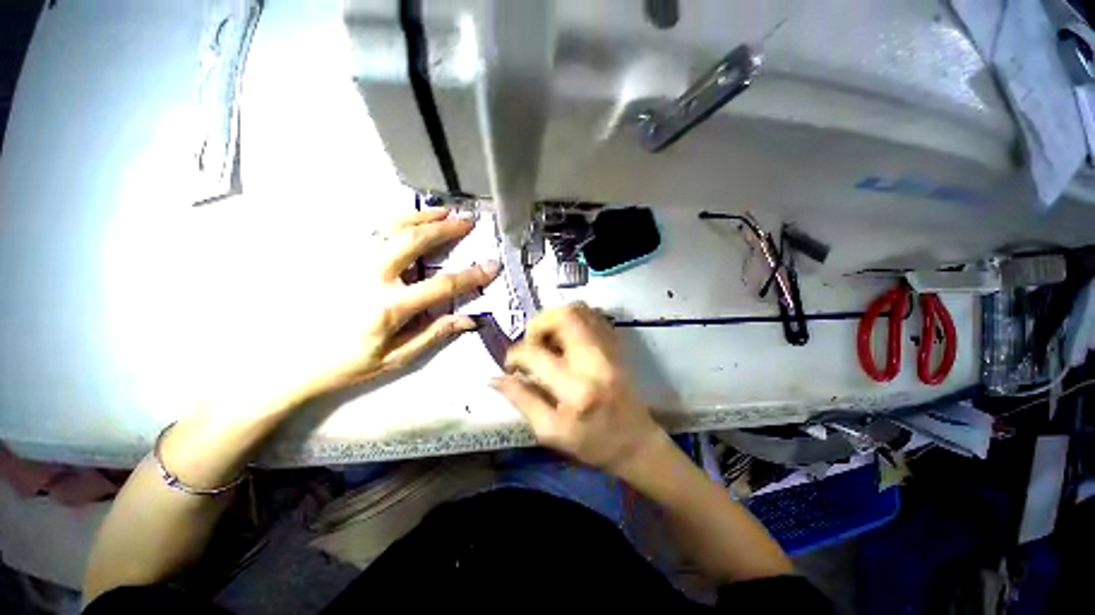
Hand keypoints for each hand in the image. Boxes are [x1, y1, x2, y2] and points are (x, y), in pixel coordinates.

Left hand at [298, 207, 500, 396]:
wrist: (288, 359)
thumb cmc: (346, 363)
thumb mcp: (396, 357)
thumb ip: (433, 334)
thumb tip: (469, 319)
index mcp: (389, 306)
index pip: (441, 285)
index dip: (471, 275)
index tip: (492, 266)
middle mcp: (370, 276)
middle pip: (414, 242)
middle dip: (445, 229)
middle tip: (467, 221)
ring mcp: (349, 261)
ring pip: (389, 227)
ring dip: (421, 216)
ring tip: (443, 211)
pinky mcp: (335, 256)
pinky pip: (367, 229)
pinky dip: (392, 219)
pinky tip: (407, 217)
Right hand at [492, 303, 664, 475]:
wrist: (636, 442)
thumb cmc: (593, 443)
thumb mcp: (550, 432)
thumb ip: (521, 401)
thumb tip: (495, 378)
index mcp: (576, 390)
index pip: (535, 355)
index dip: (514, 355)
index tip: (511, 365)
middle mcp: (595, 360)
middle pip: (564, 316)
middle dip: (538, 324)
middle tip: (533, 344)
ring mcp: (610, 348)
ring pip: (580, 310)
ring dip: (555, 319)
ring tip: (549, 341)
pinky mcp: (617, 344)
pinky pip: (592, 315)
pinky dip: (573, 320)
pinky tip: (566, 339)